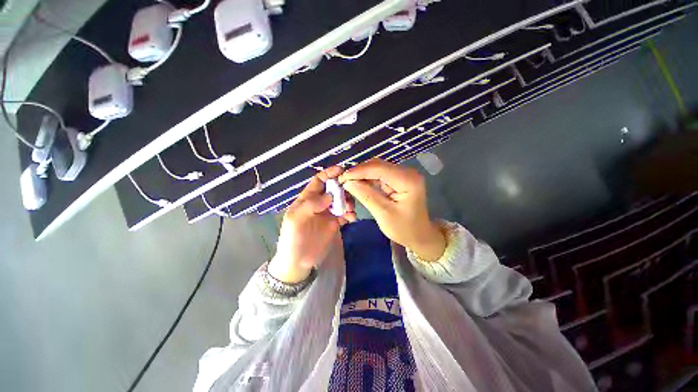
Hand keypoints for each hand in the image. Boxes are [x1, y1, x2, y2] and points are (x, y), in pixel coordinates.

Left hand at [268, 166, 355, 283]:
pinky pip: (346, 214)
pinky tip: (352, 218)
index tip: (341, 170)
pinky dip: (351, 214)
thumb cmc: (293, 238)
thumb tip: (330, 195)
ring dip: (349, 201)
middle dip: (343, 188)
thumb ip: (311, 204)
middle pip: (334, 189)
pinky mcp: (335, 223)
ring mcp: (328, 213)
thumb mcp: (296, 219)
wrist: (298, 261)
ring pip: (342, 200)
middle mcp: (319, 203)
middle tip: (351, 192)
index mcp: (307, 198)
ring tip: (350, 209)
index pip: (319, 180)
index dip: (329, 173)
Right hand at [339, 159, 445, 261]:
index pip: (379, 168)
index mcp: (408, 180)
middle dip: (359, 172)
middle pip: (378, 165)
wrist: (419, 235)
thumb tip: (347, 182)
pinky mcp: (398, 179)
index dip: (358, 171)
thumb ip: (366, 195)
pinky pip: (379, 175)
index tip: (341, 178)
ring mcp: (403, 175)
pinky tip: (358, 183)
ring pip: (377, 169)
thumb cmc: (404, 229)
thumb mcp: (383, 214)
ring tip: (347, 182)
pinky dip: (367, 179)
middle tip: (342, 181)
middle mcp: (407, 172)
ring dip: (362, 175)